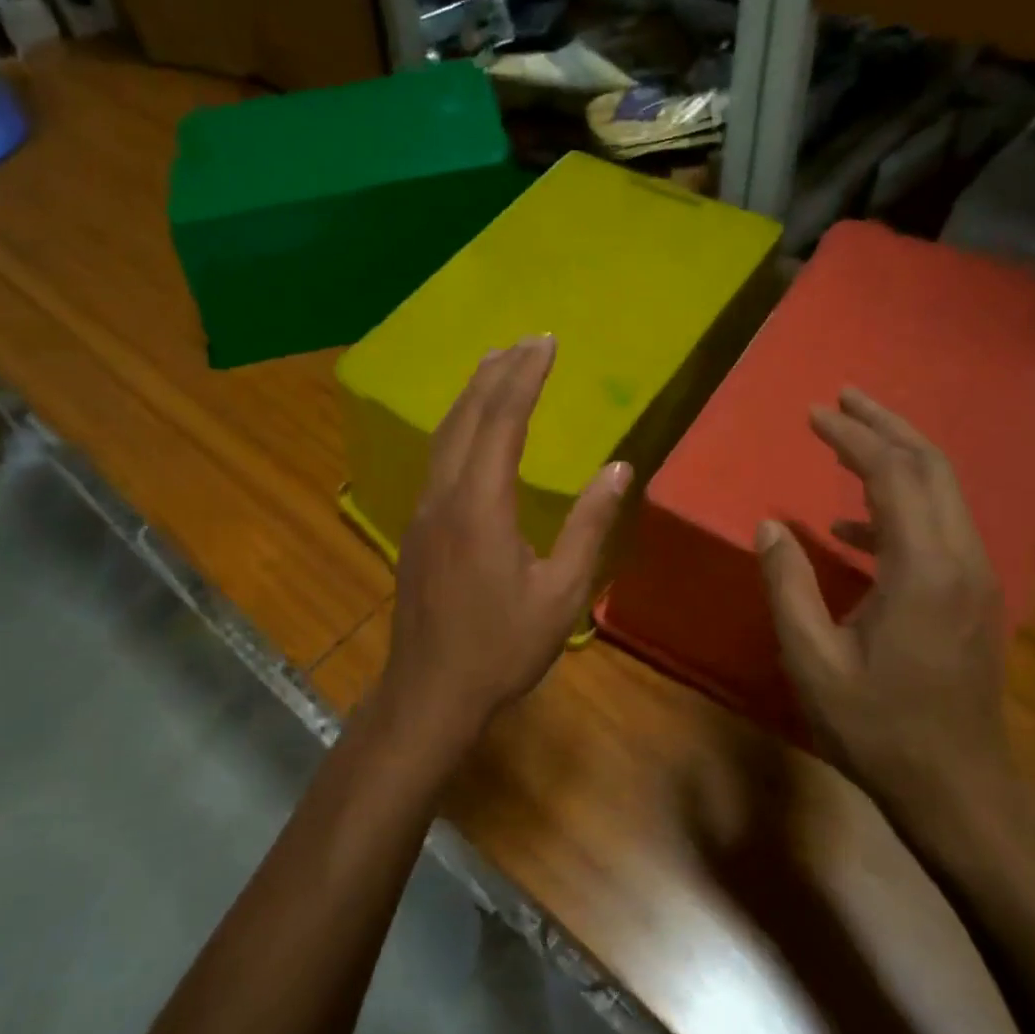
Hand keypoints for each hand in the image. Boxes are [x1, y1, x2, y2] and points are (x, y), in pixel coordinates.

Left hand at [374, 336, 630, 755]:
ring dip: (471, 396)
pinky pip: (437, 458)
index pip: (503, 421)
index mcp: (481, 505)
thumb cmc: (502, 648)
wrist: (430, 692)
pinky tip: (471, 430)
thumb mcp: (562, 594)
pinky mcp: (415, 529)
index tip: (546, 342)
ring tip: (495, 365)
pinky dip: (459, 427)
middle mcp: (445, 495)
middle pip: (467, 417)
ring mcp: (423, 511)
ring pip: (444, 435)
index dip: (525, 377)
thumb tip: (618, 468)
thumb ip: (589, 526)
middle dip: (497, 373)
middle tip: (525, 341)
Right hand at [755, 387, 1015, 845]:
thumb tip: (769, 525)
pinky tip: (854, 528)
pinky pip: (940, 527)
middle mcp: (961, 558)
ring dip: (899, 457)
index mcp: (923, 568)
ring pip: (943, 491)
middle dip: (885, 426)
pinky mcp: (973, 596)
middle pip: (931, 466)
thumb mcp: (812, 661)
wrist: (958, 788)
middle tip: (843, 398)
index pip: (892, 476)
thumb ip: (788, 585)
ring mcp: (976, 576)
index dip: (852, 438)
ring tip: (851, 437)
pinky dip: (899, 508)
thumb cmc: (878, 728)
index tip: (814, 413)